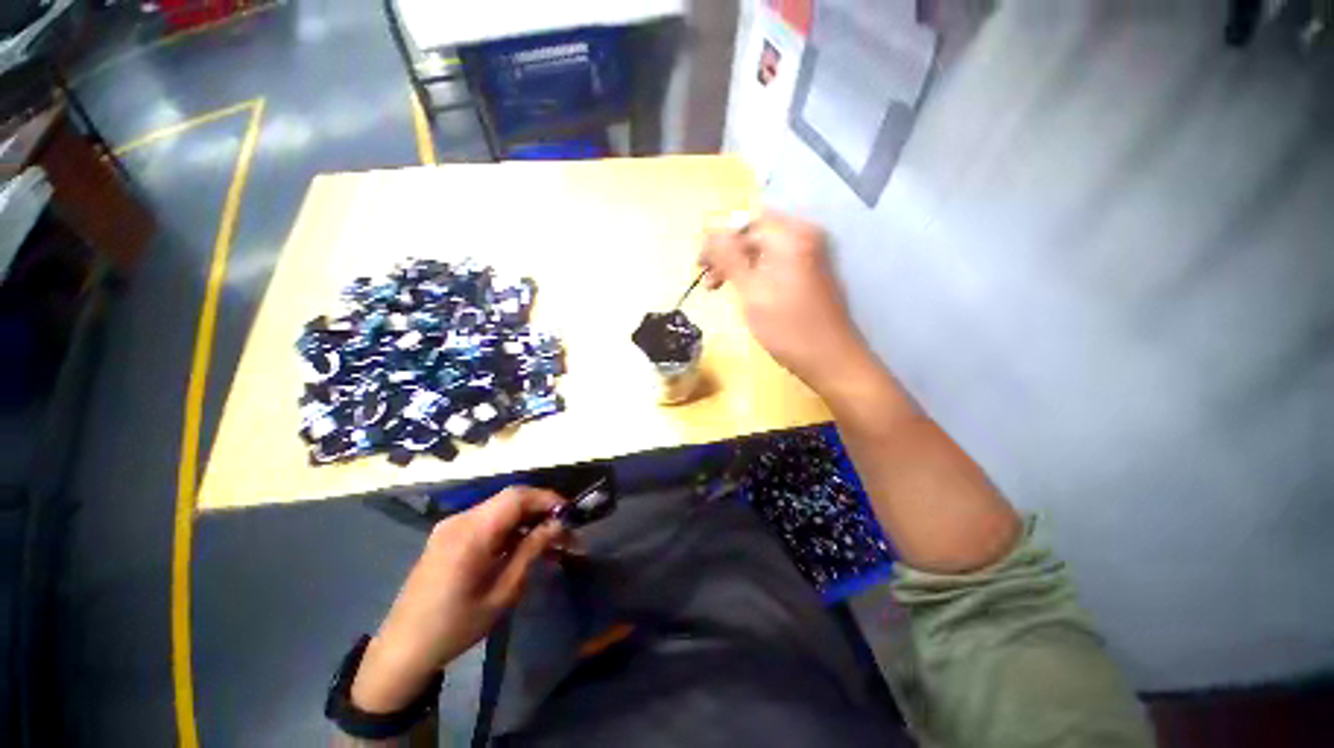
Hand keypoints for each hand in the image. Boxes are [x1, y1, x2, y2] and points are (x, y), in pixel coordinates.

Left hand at [351, 487, 565, 712]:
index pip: (517, 496)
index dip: (546, 498)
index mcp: (471, 533)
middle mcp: (459, 520)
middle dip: (539, 508)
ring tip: (546, 539)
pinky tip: (519, 545)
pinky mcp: (447, 535)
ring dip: (525, 517)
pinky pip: (485, 519)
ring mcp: (450, 526)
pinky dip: (508, 525)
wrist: (402, 650)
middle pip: (509, 498)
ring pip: (499, 507)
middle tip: (561, 529)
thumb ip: (530, 551)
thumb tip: (557, 525)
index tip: (569, 514)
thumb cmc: (455, 627)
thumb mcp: (502, 593)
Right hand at [699, 212, 875, 394]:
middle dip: (728, 254)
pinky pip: (776, 262)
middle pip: (755, 234)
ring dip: (739, 265)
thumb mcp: (751, 292)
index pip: (744, 224)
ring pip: (764, 250)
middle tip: (709, 280)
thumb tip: (708, 231)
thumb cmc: (787, 328)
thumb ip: (729, 258)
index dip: (717, 242)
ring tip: (720, 288)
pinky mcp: (811, 273)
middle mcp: (804, 237)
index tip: (699, 266)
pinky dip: (756, 272)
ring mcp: (810, 255)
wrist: (831, 359)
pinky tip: (744, 291)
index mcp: (790, 237)